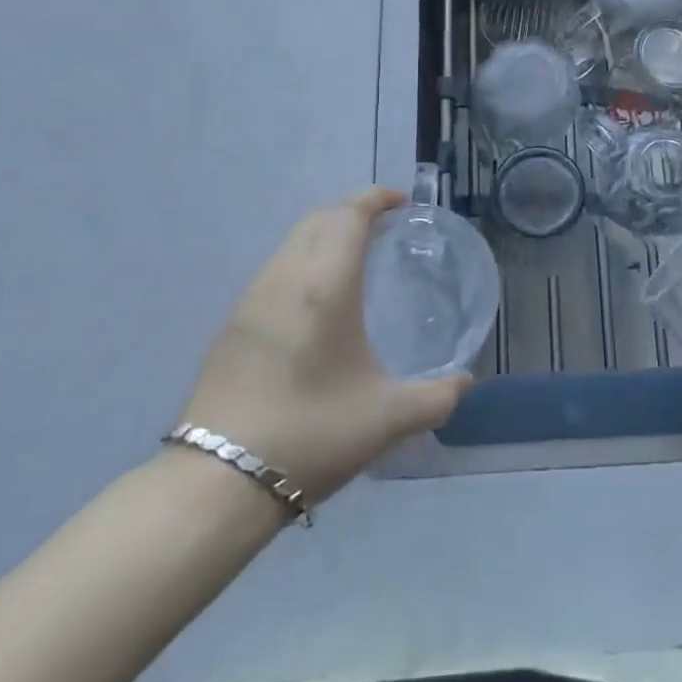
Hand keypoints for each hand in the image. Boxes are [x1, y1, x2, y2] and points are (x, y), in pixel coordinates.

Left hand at [176, 187, 470, 501]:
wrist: (217, 483)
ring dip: (325, 232)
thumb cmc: (310, 435)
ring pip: (292, 241)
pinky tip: (317, 297)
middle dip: (352, 209)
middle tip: (385, 225)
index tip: (403, 201)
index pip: (349, 216)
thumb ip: (436, 397)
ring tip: (355, 255)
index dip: (375, 198)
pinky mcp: (232, 324)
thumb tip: (464, 382)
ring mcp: (252, 299)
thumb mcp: (387, 419)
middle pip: (319, 218)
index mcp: (325, 286)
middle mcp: (285, 278)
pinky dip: (303, 258)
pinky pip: (275, 267)